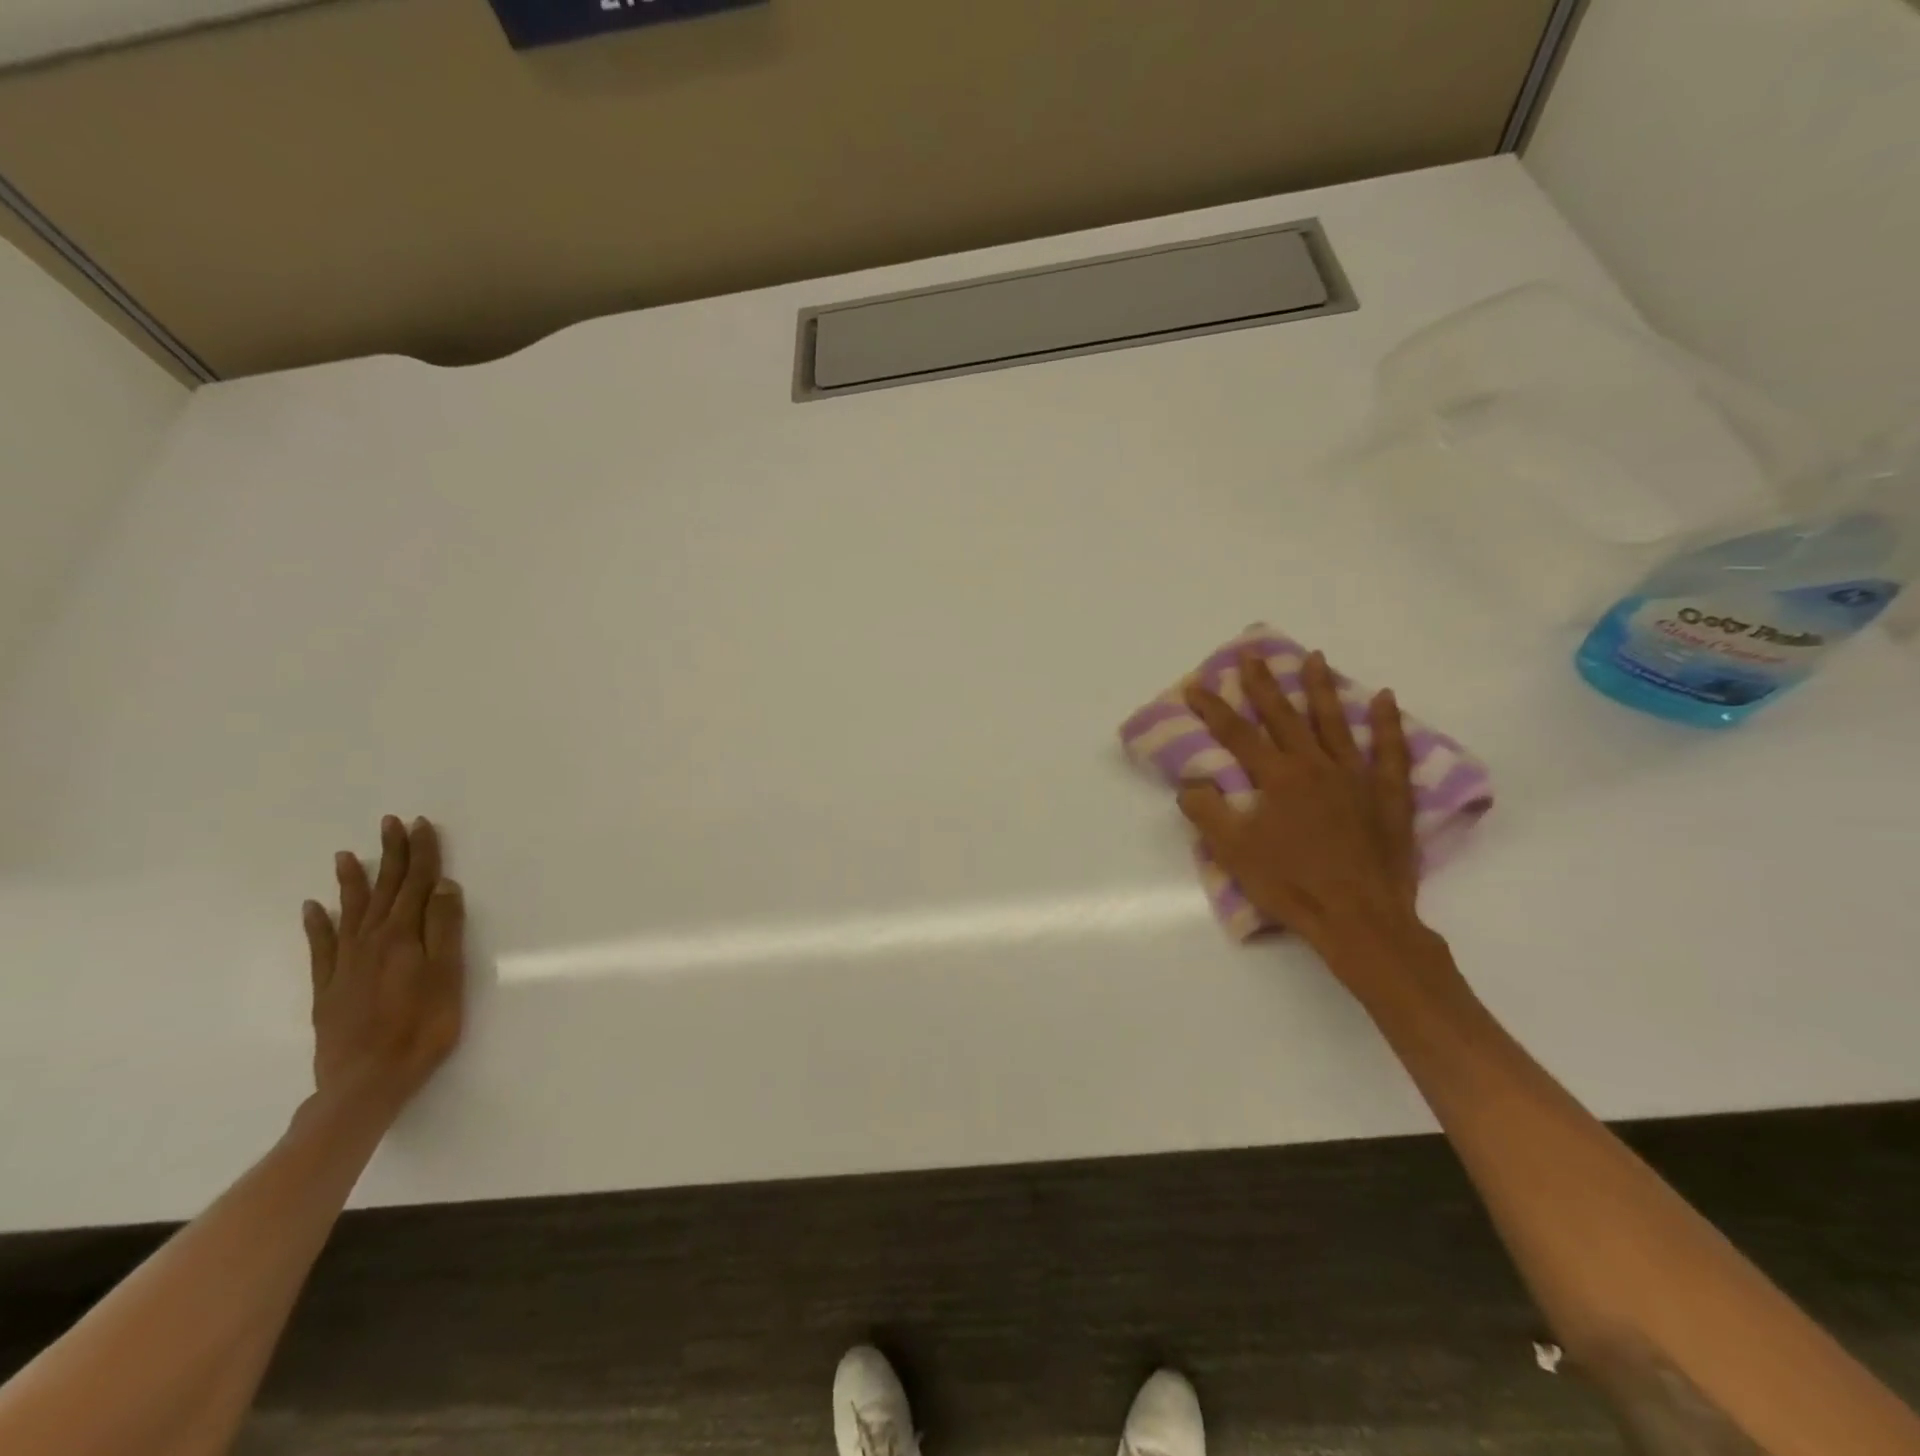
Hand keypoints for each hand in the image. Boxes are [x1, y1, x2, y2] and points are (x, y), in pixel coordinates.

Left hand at [302, 816, 466, 1115]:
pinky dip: (317, 925)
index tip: (421, 824)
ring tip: (347, 856)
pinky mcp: (328, 988)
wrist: (365, 1083)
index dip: (421, 853)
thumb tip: (443, 886)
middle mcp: (371, 942)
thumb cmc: (421, 1028)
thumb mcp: (447, 976)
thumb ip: (444, 929)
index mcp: (403, 936)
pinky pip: (321, 946)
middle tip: (389, 824)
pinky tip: (313, 909)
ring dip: (352, 882)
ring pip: (350, 912)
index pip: (416, 884)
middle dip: (390, 856)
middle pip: (384, 890)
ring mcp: (345, 965)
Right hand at [1178, 650, 1423, 969]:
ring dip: (1321, 688)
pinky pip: (1389, 751)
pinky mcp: (1387, 795)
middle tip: (1252, 654)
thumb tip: (1191, 783)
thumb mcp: (1234, 852)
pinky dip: (1386, 723)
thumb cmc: (1291, 885)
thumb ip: (1208, 812)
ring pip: (1335, 722)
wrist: (1360, 919)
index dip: (1213, 709)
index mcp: (1277, 778)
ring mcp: (1355, 777)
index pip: (1238, 735)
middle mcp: (1315, 766)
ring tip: (1315, 657)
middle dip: (1264, 684)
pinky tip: (1384, 698)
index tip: (1196, 685)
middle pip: (1284, 716)